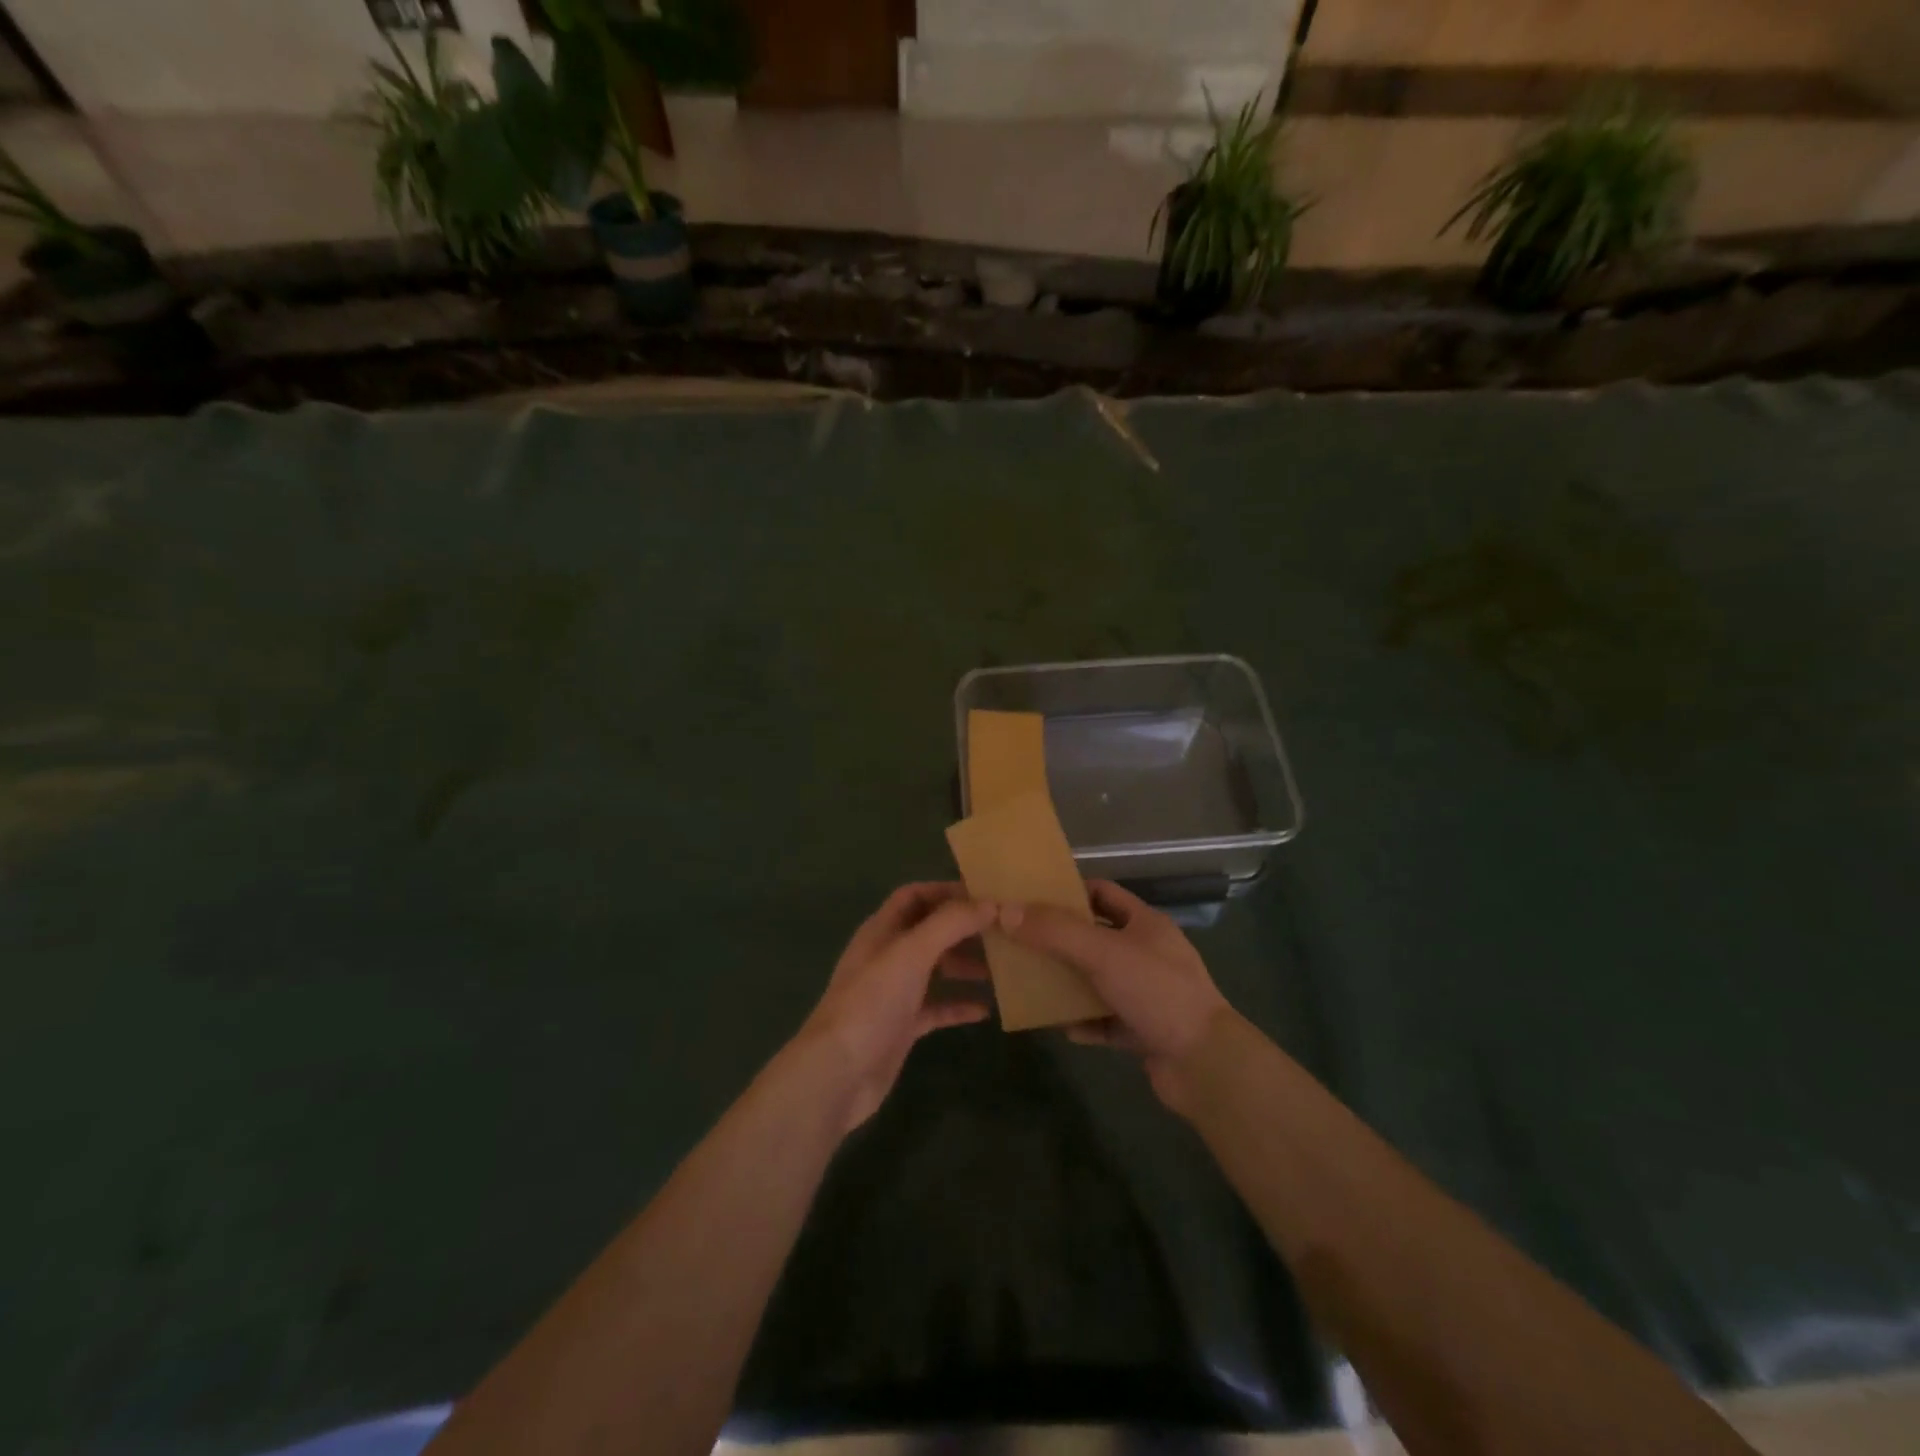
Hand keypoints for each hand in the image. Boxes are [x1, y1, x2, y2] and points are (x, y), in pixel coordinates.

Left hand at [801, 882, 994, 1131]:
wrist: (839, 1073)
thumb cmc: (872, 1002)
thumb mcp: (911, 953)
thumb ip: (950, 924)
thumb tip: (990, 903)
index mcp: (881, 930)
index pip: (914, 896)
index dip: (945, 891)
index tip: (984, 895)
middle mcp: (887, 956)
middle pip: (929, 931)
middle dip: (963, 928)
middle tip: (1003, 931)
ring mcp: (894, 992)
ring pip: (935, 969)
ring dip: (965, 965)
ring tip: (1002, 967)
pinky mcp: (902, 1025)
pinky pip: (936, 1007)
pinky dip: (959, 1005)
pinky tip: (986, 1010)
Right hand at [999, 880, 1231, 1112]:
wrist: (1205, 1064)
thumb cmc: (1157, 991)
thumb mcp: (1102, 953)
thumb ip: (1054, 932)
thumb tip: (1005, 911)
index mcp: (1145, 924)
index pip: (1102, 893)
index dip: (1068, 892)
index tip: (1031, 900)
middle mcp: (1146, 954)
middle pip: (1094, 938)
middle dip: (1059, 941)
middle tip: (1020, 943)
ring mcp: (1146, 994)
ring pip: (1096, 981)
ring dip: (1067, 983)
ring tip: (1030, 984)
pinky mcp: (1143, 1031)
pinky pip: (1104, 1021)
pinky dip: (1083, 1022)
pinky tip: (1061, 1027)